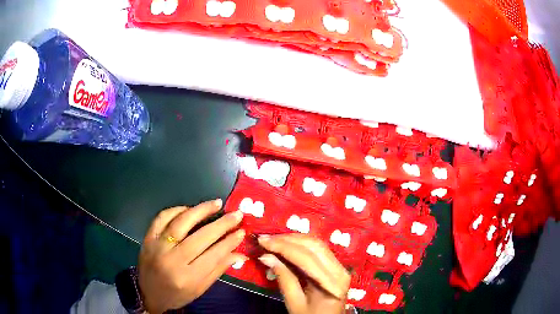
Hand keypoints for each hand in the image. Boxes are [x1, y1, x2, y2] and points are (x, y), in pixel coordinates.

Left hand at [138, 199, 245, 313]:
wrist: (147, 293)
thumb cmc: (177, 295)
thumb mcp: (200, 289)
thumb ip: (218, 270)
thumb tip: (240, 254)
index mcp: (187, 278)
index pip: (213, 255)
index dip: (229, 242)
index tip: (241, 231)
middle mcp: (172, 260)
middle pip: (200, 237)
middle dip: (221, 224)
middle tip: (236, 214)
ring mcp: (157, 246)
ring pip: (181, 222)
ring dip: (201, 210)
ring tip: (216, 203)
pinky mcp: (148, 237)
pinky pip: (162, 217)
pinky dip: (176, 210)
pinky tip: (189, 209)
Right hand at [257, 234, 350, 313]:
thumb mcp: (295, 303)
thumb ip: (284, 278)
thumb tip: (266, 256)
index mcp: (332, 283)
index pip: (306, 258)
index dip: (283, 246)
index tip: (263, 241)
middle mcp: (340, 270)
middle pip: (313, 246)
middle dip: (287, 240)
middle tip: (266, 239)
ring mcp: (340, 267)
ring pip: (317, 244)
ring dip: (294, 239)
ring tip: (274, 240)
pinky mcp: (337, 266)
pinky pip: (319, 250)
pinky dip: (301, 245)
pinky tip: (287, 245)